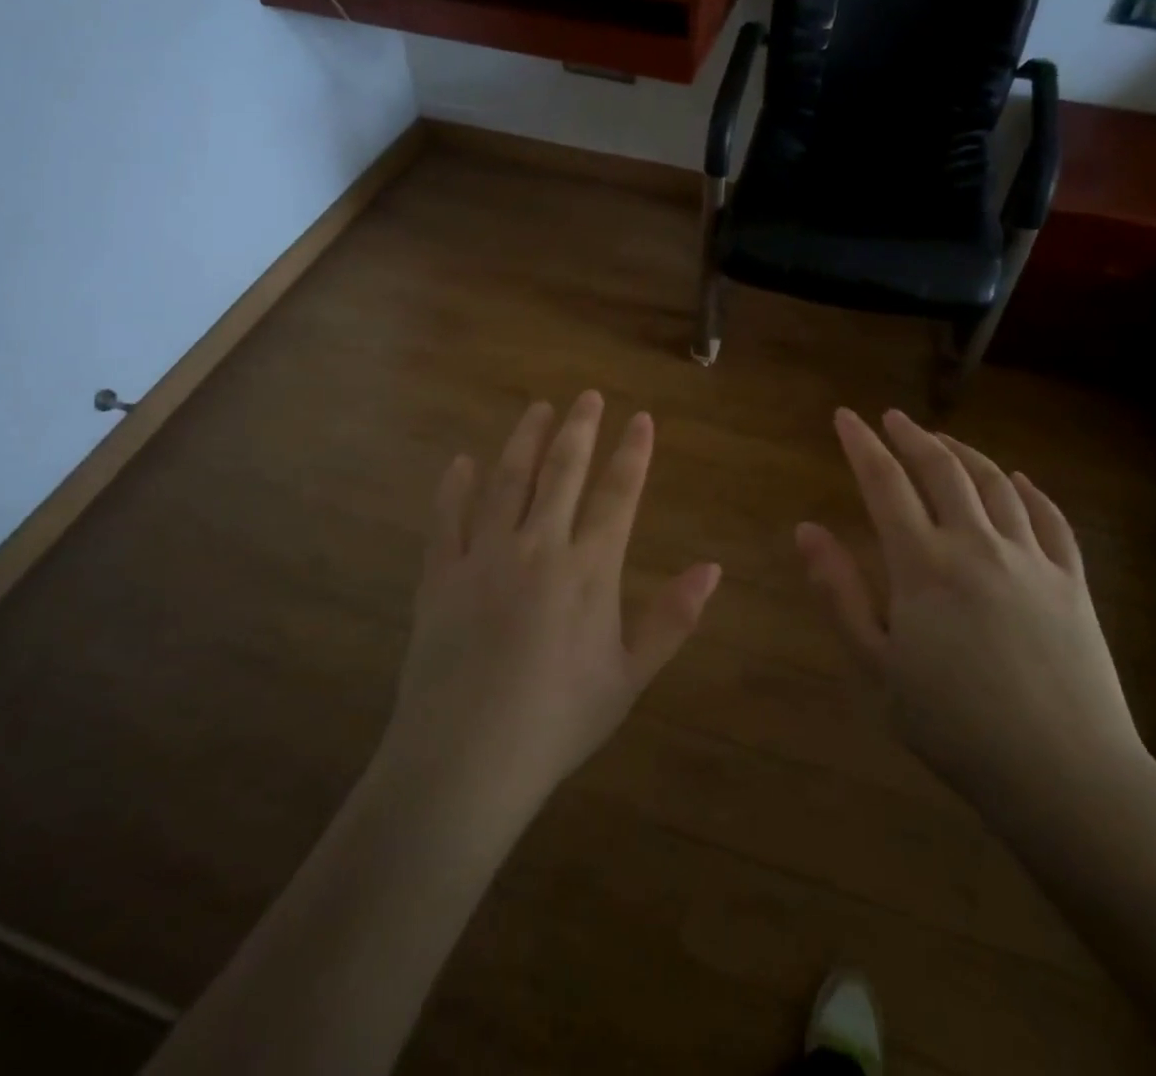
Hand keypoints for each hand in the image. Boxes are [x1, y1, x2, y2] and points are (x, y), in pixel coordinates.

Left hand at [381, 392, 721, 813]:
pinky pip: (447, 518)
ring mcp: (485, 556)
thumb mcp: (630, 677)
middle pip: (562, 472)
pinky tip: (461, 461)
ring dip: (524, 441)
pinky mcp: (441, 575)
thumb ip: (673, 618)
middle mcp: (539, 547)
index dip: (632, 452)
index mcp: (589, 570)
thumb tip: (714, 568)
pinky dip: (454, 486)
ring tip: (537, 409)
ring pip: (507, 481)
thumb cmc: (559, 722)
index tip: (641, 417)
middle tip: (586, 396)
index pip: (617, 494)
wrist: (466, 760)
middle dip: (579, 429)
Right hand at [796, 408, 1150, 832]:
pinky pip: (1051, 519)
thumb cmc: (954, 726)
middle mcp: (978, 545)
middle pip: (943, 470)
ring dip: (965, 453)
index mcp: (924, 565)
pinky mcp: (1072, 582)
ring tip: (943, 441)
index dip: (862, 445)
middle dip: (913, 437)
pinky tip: (1020, 480)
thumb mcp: (876, 667)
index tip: (844, 417)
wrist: (1064, 774)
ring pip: (996, 484)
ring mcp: (1031, 559)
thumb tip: (805, 530)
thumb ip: (839, 593)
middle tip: (893, 418)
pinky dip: (1030, 491)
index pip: (885, 483)